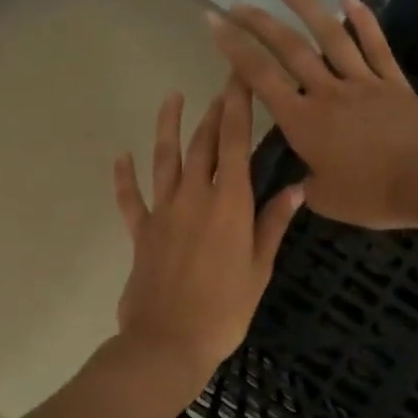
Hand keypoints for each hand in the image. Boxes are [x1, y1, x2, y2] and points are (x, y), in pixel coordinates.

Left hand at [113, 82, 304, 390]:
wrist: (168, 342)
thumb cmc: (224, 311)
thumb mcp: (259, 269)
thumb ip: (273, 224)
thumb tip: (297, 187)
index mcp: (230, 204)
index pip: (236, 142)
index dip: (238, 105)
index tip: (241, 76)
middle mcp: (195, 197)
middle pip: (203, 143)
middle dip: (214, 110)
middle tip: (222, 84)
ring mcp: (163, 212)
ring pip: (165, 159)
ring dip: (169, 126)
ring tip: (172, 98)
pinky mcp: (140, 232)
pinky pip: (130, 198)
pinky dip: (124, 177)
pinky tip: (121, 156)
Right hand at [207, 0, 417, 228]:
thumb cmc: (375, 195)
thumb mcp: (327, 201)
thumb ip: (308, 187)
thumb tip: (305, 181)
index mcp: (303, 122)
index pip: (260, 78)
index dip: (234, 49)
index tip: (214, 24)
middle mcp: (327, 93)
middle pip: (289, 49)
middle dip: (258, 23)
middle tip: (236, 5)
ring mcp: (362, 82)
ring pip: (330, 37)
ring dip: (306, 8)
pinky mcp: (392, 82)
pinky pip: (375, 45)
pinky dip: (362, 18)